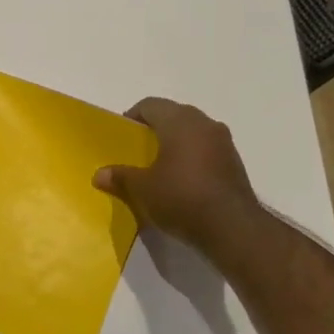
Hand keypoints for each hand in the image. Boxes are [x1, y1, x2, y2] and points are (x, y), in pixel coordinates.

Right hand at [94, 97, 261, 251]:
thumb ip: (120, 177)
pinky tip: (182, 182)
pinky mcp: (235, 163)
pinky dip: (192, 159)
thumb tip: (99, 175)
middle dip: (155, 130)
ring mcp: (224, 142)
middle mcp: (204, 123)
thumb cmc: (181, 197)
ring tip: (160, 168)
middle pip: (173, 116)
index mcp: (179, 121)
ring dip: (176, 144)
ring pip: (193, 133)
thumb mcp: (142, 189)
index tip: (122, 137)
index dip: (133, 117)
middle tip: (138, 152)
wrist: (232, 228)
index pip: (150, 105)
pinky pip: (207, 151)